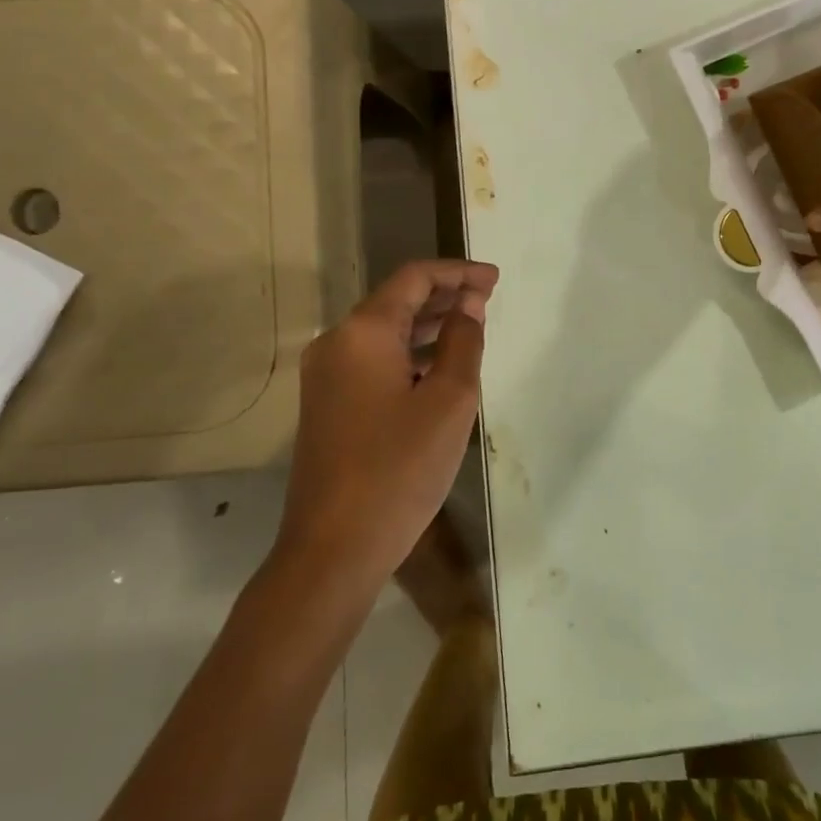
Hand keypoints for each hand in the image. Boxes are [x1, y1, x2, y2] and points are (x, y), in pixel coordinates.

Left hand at [277, 260, 498, 585]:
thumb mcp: (449, 401)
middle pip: (395, 301)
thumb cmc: (399, 469)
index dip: (458, 273)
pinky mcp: (326, 405)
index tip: (495, 279)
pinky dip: (408, 355)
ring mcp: (325, 377)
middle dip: (444, 296)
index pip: (414, 278)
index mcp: (362, 332)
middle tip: (488, 300)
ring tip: (471, 328)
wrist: (334, 548)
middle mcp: (335, 344)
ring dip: (427, 326)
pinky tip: (437, 369)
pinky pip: (373, 362)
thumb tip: (467, 304)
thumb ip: (462, 342)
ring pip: (383, 333)